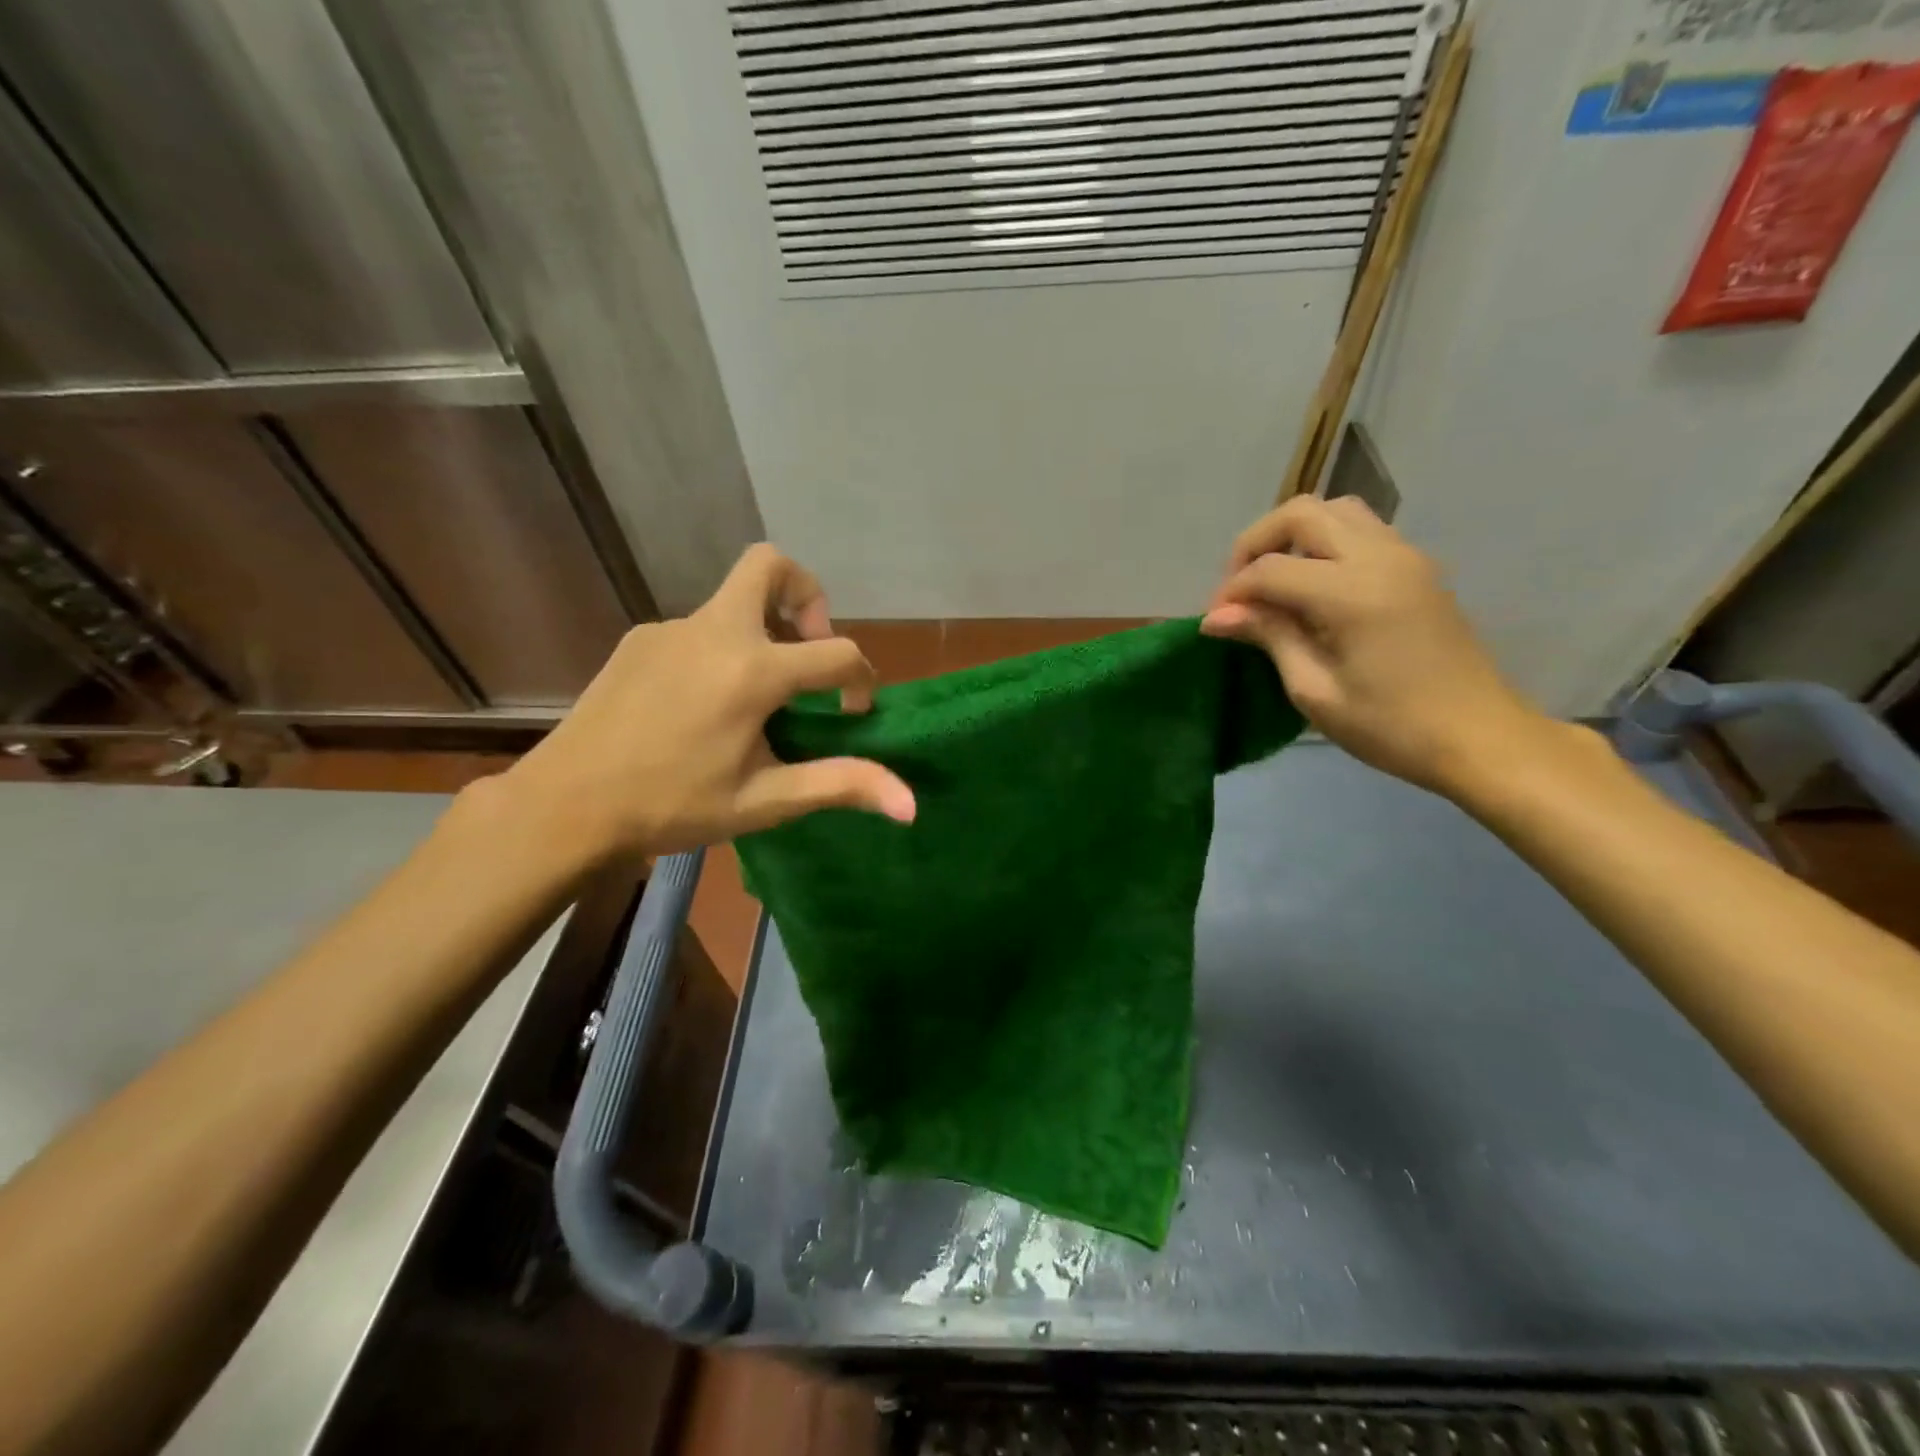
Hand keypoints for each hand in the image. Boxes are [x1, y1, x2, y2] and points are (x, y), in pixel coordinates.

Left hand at [500, 544, 915, 860]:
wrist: (565, 806)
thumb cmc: (672, 806)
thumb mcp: (764, 801)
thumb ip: (840, 786)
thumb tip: (912, 805)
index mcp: (752, 671)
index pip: (838, 651)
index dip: (860, 681)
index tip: (849, 716)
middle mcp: (715, 632)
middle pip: (771, 564)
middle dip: (807, 594)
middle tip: (808, 648)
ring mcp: (671, 629)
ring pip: (733, 600)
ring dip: (763, 631)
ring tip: (757, 694)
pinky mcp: (639, 640)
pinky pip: (697, 629)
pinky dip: (720, 651)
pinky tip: (702, 706)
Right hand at [1201, 497, 1550, 796]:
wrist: (1480, 738)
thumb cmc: (1391, 726)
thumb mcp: (1315, 691)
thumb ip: (1270, 637)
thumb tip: (1217, 616)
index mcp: (1353, 593)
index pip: (1271, 568)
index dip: (1233, 591)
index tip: (1216, 623)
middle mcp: (1381, 557)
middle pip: (1302, 513)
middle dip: (1256, 543)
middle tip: (1239, 590)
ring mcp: (1406, 556)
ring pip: (1335, 510)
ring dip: (1293, 535)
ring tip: (1273, 583)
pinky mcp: (1417, 567)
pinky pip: (1361, 530)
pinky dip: (1324, 543)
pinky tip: (1311, 587)